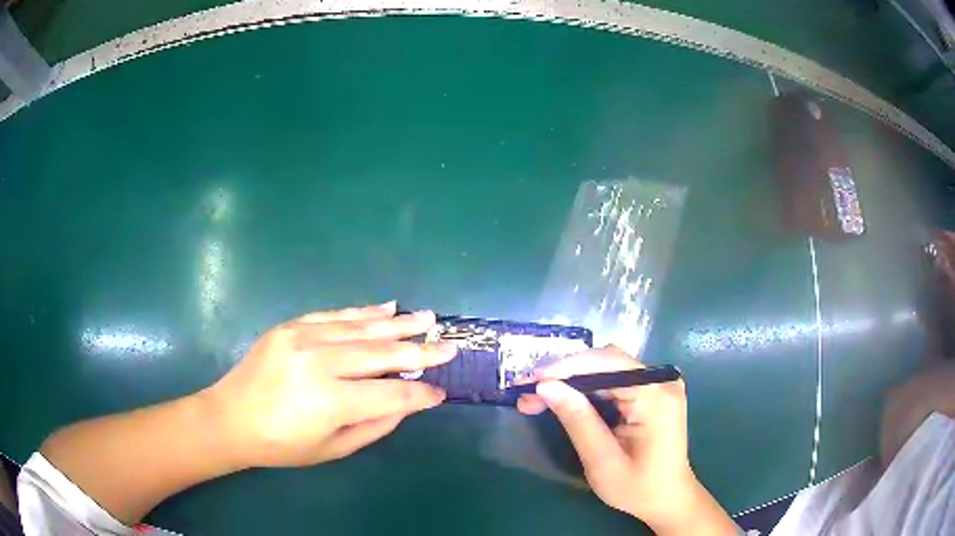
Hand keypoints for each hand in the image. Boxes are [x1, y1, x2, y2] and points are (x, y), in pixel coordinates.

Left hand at [204, 301, 456, 468]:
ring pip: (362, 328)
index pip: (390, 394)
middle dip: (420, 352)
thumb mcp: (332, 449)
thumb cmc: (281, 445)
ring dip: (399, 324)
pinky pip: (335, 315)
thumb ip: (374, 425)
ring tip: (428, 319)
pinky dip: (364, 311)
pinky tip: (388, 307)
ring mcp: (303, 338)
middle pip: (381, 354)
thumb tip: (407, 403)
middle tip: (449, 346)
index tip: (440, 393)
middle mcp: (320, 364)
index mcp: (330, 402)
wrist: (231, 417)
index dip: (419, 394)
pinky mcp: (291, 326)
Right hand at [517, 346, 734, 534]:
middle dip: (564, 375)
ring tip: (537, 398)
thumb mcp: (602, 461)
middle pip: (607, 362)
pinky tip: (563, 399)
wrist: (668, 498)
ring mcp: (659, 385)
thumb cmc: (638, 488)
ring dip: (571, 381)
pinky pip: (614, 381)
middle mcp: (662, 381)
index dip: (567, 367)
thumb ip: (577, 421)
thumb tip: (545, 387)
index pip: (609, 363)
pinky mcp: (652, 392)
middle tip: (528, 392)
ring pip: (607, 369)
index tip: (531, 380)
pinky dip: (586, 389)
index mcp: (656, 397)